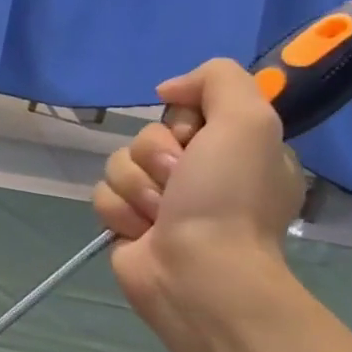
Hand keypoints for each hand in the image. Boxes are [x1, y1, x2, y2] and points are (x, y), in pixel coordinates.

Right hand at [92, 59, 303, 322]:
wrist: (198, 272)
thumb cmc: (227, 198)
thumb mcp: (249, 121)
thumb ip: (219, 79)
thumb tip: (168, 90)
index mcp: (234, 149)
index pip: (188, 109)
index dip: (184, 121)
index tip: (196, 139)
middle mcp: (199, 172)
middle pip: (147, 135)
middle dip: (155, 155)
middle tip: (178, 181)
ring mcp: (161, 200)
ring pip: (119, 163)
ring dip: (136, 186)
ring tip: (159, 214)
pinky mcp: (127, 222)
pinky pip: (103, 194)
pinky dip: (119, 210)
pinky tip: (141, 231)